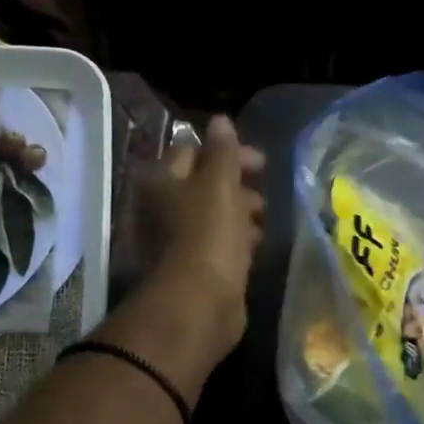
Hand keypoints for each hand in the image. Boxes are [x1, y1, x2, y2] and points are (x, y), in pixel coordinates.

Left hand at [132, 115, 265, 355]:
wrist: (198, 302)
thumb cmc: (208, 233)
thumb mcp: (219, 183)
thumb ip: (222, 151)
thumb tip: (220, 120)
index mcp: (161, 181)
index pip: (191, 151)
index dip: (226, 152)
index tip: (259, 163)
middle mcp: (160, 207)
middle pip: (202, 184)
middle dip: (236, 185)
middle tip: (262, 195)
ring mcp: (174, 239)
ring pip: (211, 214)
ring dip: (239, 212)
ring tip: (262, 219)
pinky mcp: (192, 267)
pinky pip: (217, 242)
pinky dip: (235, 238)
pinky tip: (254, 245)